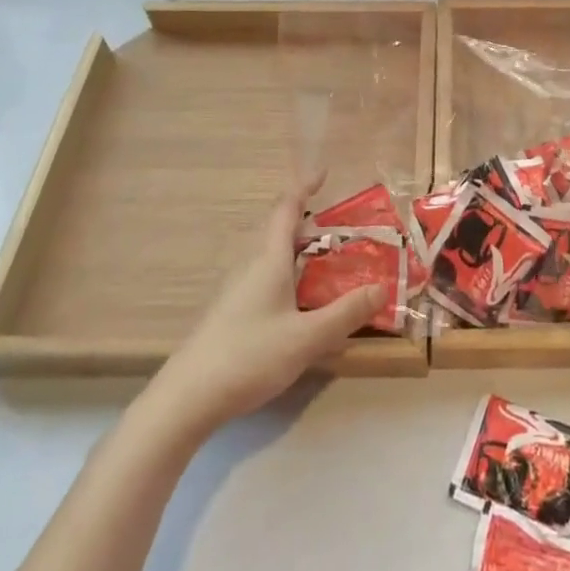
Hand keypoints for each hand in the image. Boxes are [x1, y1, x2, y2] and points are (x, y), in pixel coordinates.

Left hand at [145, 177, 383, 438]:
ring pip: (271, 256)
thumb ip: (346, 313)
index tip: (322, 172)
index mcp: (268, 260)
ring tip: (327, 262)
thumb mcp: (307, 338)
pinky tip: (300, 303)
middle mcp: (251, 266)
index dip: (303, 187)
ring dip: (298, 251)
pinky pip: (265, 278)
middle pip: (279, 231)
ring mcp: (236, 290)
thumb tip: (382, 287)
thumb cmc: (249, 356)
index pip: (286, 210)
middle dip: (308, 223)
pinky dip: (288, 275)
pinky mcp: (230, 313)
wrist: (187, 398)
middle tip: (341, 229)